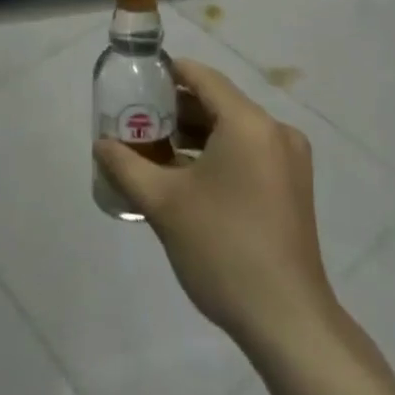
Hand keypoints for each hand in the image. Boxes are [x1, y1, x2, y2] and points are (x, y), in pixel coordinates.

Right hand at [94, 58, 334, 350]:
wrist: (287, 321)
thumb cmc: (223, 249)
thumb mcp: (164, 204)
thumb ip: (127, 166)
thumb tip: (101, 145)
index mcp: (248, 122)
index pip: (202, 77)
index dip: (167, 73)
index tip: (136, 81)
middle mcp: (275, 131)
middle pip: (217, 102)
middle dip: (175, 110)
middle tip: (136, 120)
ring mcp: (289, 160)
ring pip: (233, 130)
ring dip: (195, 135)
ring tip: (153, 150)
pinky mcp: (293, 187)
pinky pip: (248, 152)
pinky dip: (218, 154)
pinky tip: (186, 178)